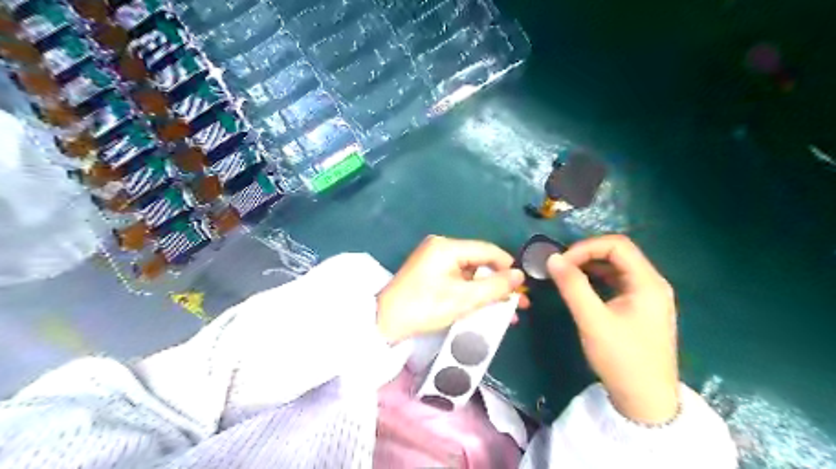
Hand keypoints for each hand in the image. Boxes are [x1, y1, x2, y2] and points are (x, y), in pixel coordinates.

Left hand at [377, 236, 523, 342]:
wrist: (384, 321)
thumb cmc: (424, 308)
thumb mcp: (463, 299)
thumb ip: (494, 286)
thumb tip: (519, 276)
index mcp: (447, 247)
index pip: (487, 250)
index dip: (508, 267)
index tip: (523, 287)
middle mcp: (441, 247)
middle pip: (479, 262)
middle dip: (499, 283)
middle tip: (518, 303)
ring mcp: (434, 259)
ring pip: (470, 272)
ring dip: (487, 291)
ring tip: (506, 310)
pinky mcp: (430, 272)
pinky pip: (458, 278)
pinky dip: (472, 291)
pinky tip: (485, 306)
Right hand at [549, 236, 678, 422]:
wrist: (646, 402)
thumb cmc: (622, 359)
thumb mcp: (592, 321)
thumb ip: (572, 286)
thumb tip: (552, 258)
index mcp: (648, 283)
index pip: (617, 245)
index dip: (586, 247)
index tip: (561, 262)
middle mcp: (652, 284)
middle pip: (618, 254)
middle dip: (587, 255)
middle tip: (560, 267)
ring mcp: (648, 297)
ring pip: (617, 268)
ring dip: (590, 266)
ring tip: (566, 275)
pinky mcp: (641, 309)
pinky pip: (617, 283)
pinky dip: (597, 280)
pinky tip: (581, 288)